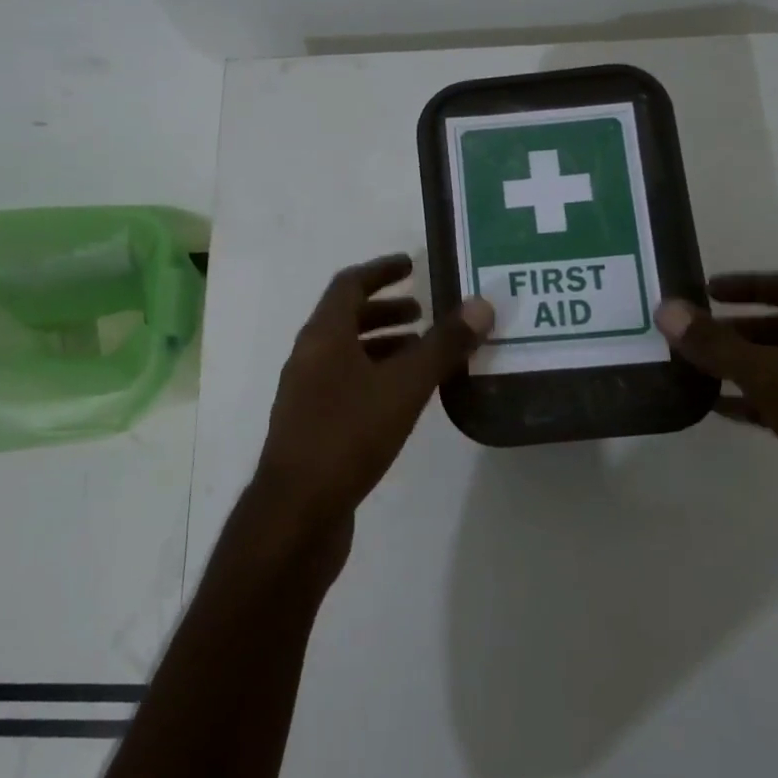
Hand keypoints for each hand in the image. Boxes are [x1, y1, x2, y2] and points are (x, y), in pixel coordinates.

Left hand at [255, 254, 492, 536]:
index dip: (381, 270)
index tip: (411, 264)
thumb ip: (443, 346)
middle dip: (386, 310)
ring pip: (347, 355)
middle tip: (424, 313)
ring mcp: (306, 394)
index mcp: (322, 336)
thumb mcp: (404, 386)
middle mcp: (308, 357)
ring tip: (422, 354)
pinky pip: (346, 384)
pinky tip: (403, 399)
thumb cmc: (348, 435)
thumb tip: (481, 304)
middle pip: (346, 318)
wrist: (297, 513)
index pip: (349, 284)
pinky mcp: (312, 427)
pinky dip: (375, 377)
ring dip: (383, 346)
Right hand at [654, 272, 777, 551]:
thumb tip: (666, 308)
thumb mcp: (768, 375)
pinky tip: (725, 412)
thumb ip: (716, 344)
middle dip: (737, 330)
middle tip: (693, 338)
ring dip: (744, 367)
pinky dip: (756, 402)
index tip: (707, 291)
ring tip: (698, 373)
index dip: (748, 284)